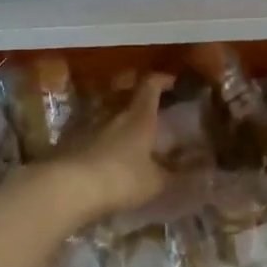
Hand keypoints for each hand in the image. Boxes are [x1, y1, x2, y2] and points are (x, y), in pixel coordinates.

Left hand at [55, 73, 173, 220]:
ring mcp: (87, 121)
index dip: (161, 80)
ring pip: (104, 108)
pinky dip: (97, 132)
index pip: (150, 85)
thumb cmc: (120, 179)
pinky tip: (101, 148)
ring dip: (115, 113)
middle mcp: (112, 110)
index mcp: (139, 116)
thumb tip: (198, 173)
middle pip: (125, 92)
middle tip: (148, 105)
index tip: (171, 82)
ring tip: (124, 128)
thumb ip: (174, 176)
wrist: (67, 186)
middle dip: (137, 95)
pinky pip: (87, 126)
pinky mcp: (67, 137)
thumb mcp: (154, 183)